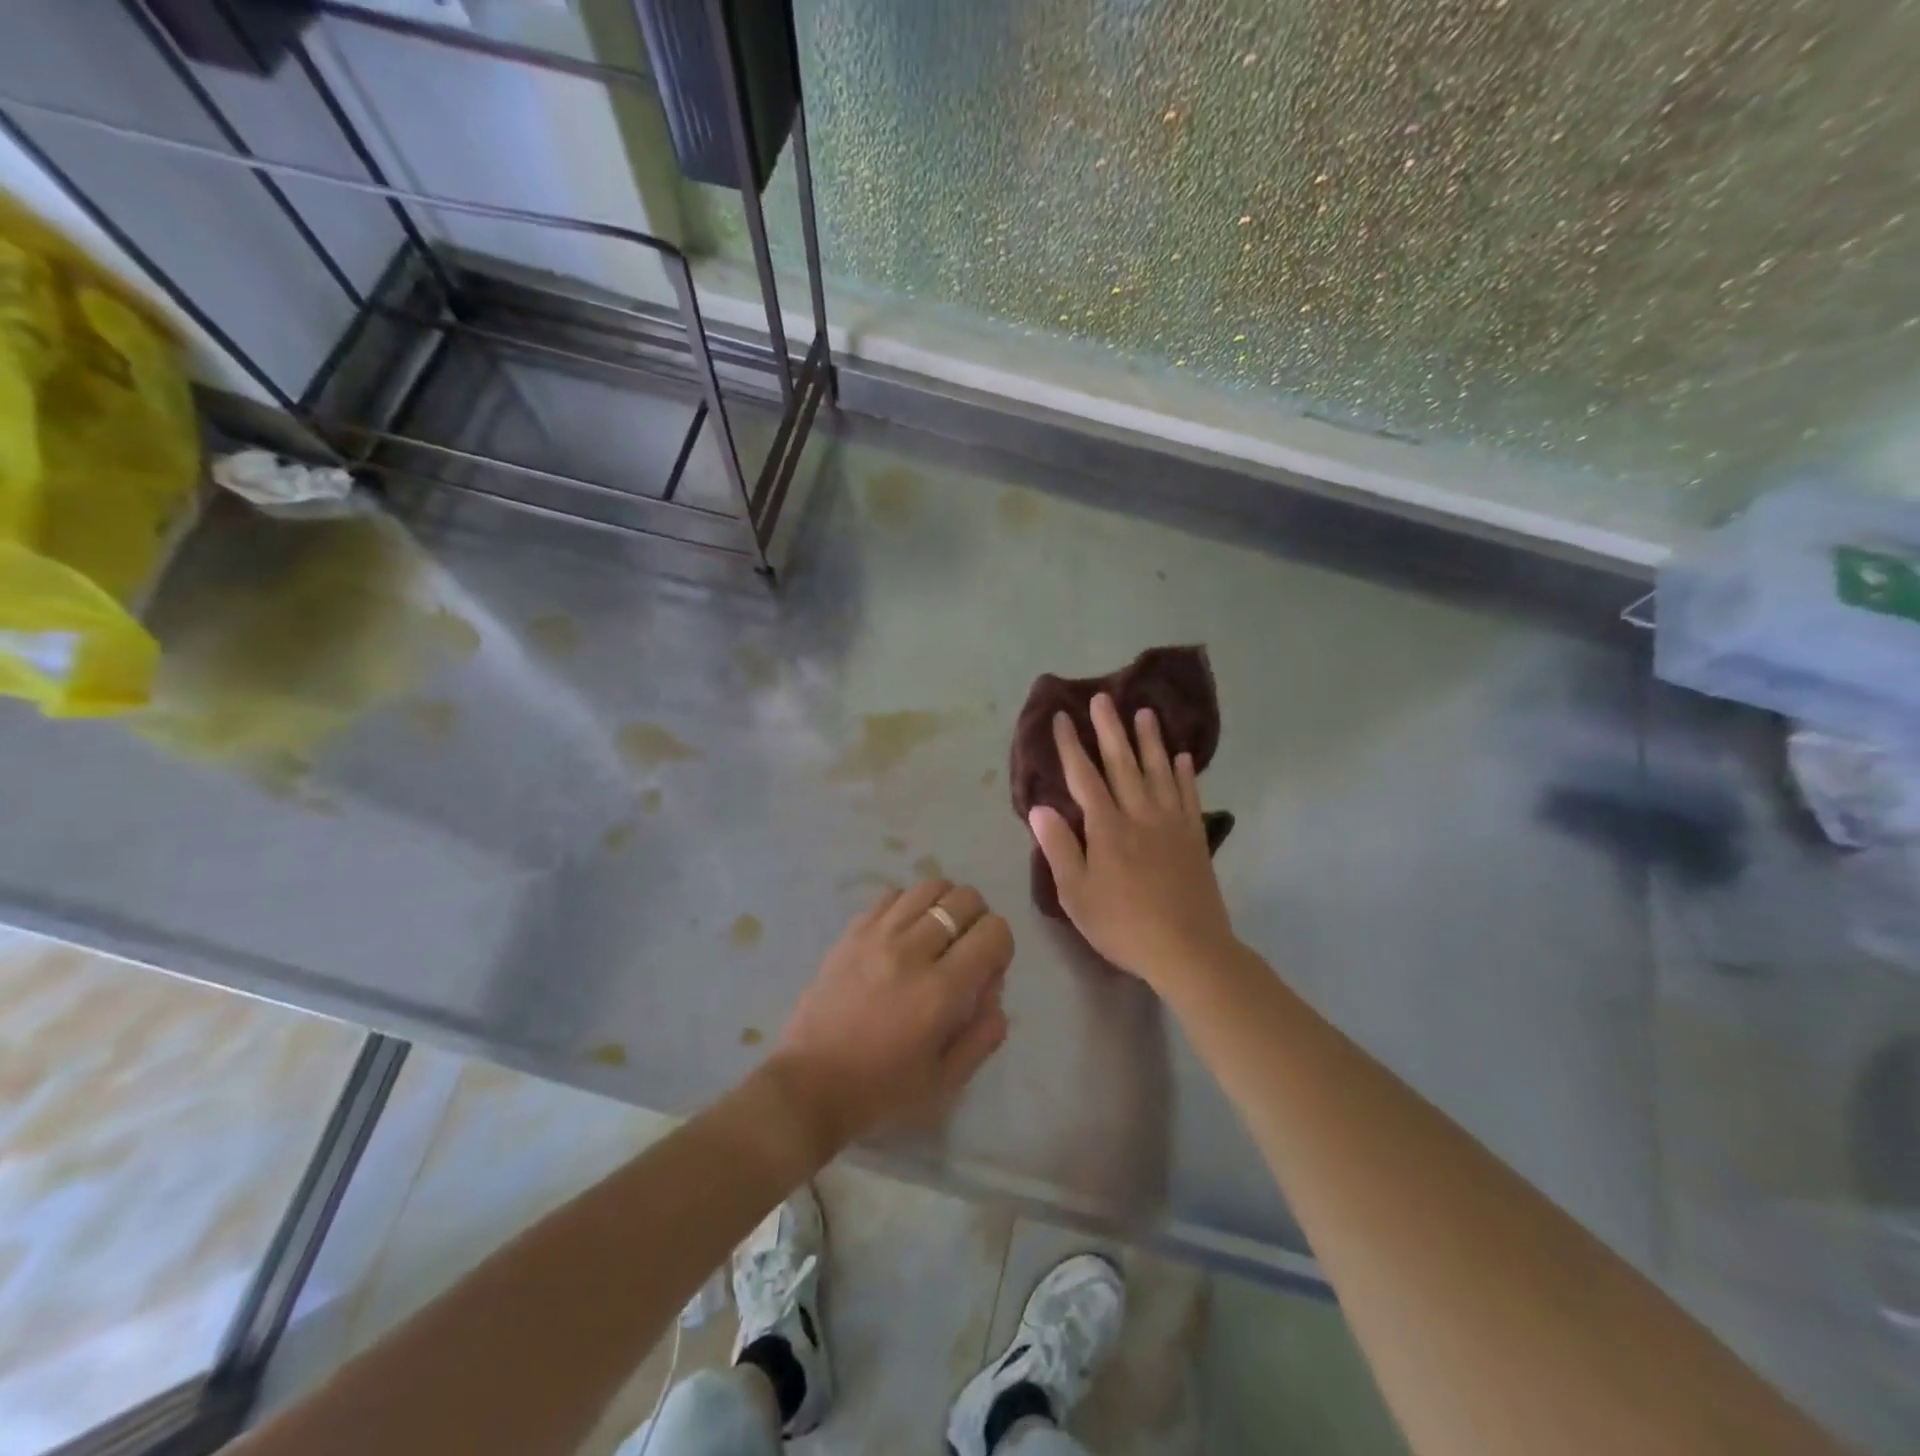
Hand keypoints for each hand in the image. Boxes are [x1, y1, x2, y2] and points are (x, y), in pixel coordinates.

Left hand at [770, 879, 1012, 1153]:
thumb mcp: (947, 1081)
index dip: (1001, 946)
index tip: (988, 970)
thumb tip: (995, 990)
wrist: (810, 1084)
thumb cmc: (882, 1091)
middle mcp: (912, 951)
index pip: (994, 931)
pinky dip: (909, 905)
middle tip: (966, 948)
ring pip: (929, 887)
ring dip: (944, 905)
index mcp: (941, 991)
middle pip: (964, 898)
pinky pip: (893, 895)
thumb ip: (984, 1034)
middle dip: (978, 918)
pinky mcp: (852, 931)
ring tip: (937, 934)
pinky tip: (904, 933)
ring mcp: (877, 935)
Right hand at [1028, 694, 1237, 987]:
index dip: (1070, 745)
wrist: (1189, 949)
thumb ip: (1059, 847)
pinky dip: (1184, 773)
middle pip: (1122, 763)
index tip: (1061, 718)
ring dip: (1150, 740)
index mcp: (1107, 827)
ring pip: (1158, 770)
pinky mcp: (1194, 836)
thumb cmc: (1123, 925)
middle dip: (1109, 729)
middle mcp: (1139, 814)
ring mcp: (1171, 823)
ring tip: (1144, 712)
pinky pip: (1188, 794)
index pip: (1083, 776)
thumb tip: (1039, 807)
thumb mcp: (1076, 894)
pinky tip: (1183, 757)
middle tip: (1102, 698)